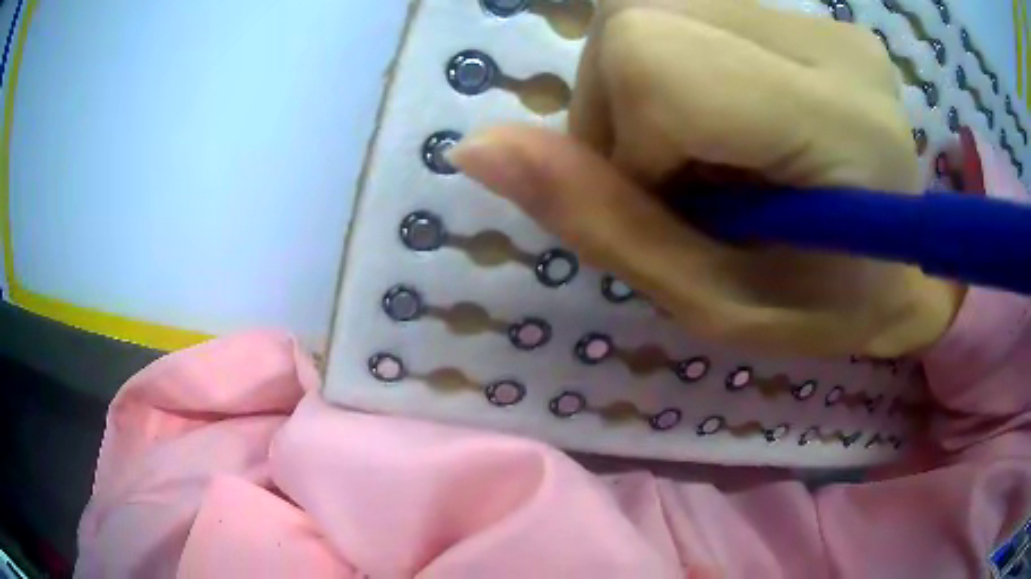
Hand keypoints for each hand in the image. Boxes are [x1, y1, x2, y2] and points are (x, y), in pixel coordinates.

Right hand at [450, 0, 963, 356]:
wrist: (907, 271)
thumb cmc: (827, 308)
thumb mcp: (715, 302)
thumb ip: (603, 226)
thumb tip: (474, 148)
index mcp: (835, 120)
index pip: (654, 61)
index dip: (623, 138)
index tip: (668, 203)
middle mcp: (831, 43)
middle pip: (638, 20)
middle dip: (621, 112)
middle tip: (685, 184)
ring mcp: (824, 21)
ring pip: (652, 10)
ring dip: (645, 92)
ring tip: (711, 157)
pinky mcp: (812, 17)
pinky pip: (689, 16)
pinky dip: (676, 74)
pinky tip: (729, 124)